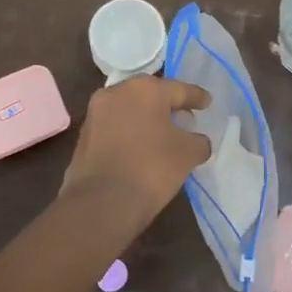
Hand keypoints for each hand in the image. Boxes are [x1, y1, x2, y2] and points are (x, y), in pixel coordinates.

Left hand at [60, 76, 212, 225]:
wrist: (101, 202)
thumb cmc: (151, 168)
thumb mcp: (188, 154)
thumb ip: (198, 141)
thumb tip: (197, 141)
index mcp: (145, 89)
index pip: (179, 89)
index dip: (196, 97)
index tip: (207, 102)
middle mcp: (117, 92)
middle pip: (150, 95)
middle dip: (168, 106)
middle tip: (185, 118)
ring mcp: (96, 113)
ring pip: (129, 110)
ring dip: (146, 119)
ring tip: (163, 135)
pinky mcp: (84, 135)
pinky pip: (115, 127)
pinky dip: (130, 133)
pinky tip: (141, 148)